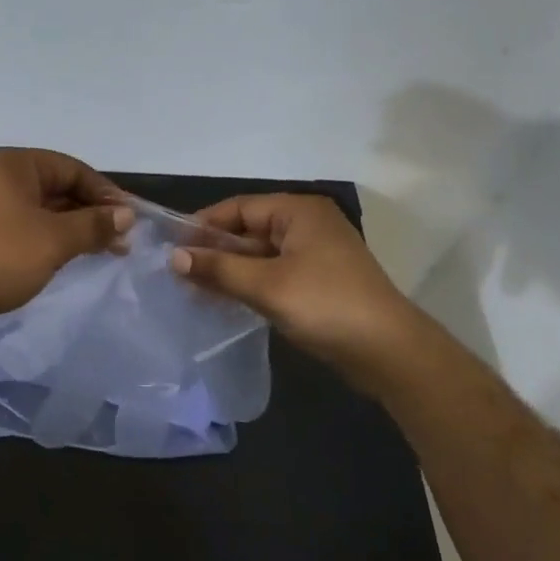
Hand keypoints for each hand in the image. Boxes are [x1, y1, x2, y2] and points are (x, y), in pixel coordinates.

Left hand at [0, 148, 132, 334]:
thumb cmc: (0, 255)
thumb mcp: (55, 239)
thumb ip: (94, 224)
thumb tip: (126, 215)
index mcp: (17, 165)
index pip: (74, 169)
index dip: (106, 193)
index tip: (131, 220)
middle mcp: (3, 177)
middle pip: (60, 188)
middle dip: (92, 213)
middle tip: (122, 241)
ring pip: (45, 211)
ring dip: (75, 229)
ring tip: (105, 251)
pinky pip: (28, 228)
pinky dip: (52, 240)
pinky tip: (71, 258)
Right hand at [171, 194, 417, 375]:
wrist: (388, 352)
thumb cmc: (325, 305)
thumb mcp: (265, 285)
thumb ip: (218, 268)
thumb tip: (174, 257)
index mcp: (298, 211)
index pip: (238, 208)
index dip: (203, 226)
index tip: (171, 247)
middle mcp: (307, 224)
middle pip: (248, 229)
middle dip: (214, 250)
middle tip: (177, 272)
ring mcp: (315, 253)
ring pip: (259, 254)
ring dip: (229, 269)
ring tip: (192, 288)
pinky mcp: (318, 280)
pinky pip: (273, 273)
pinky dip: (249, 283)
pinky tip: (224, 299)